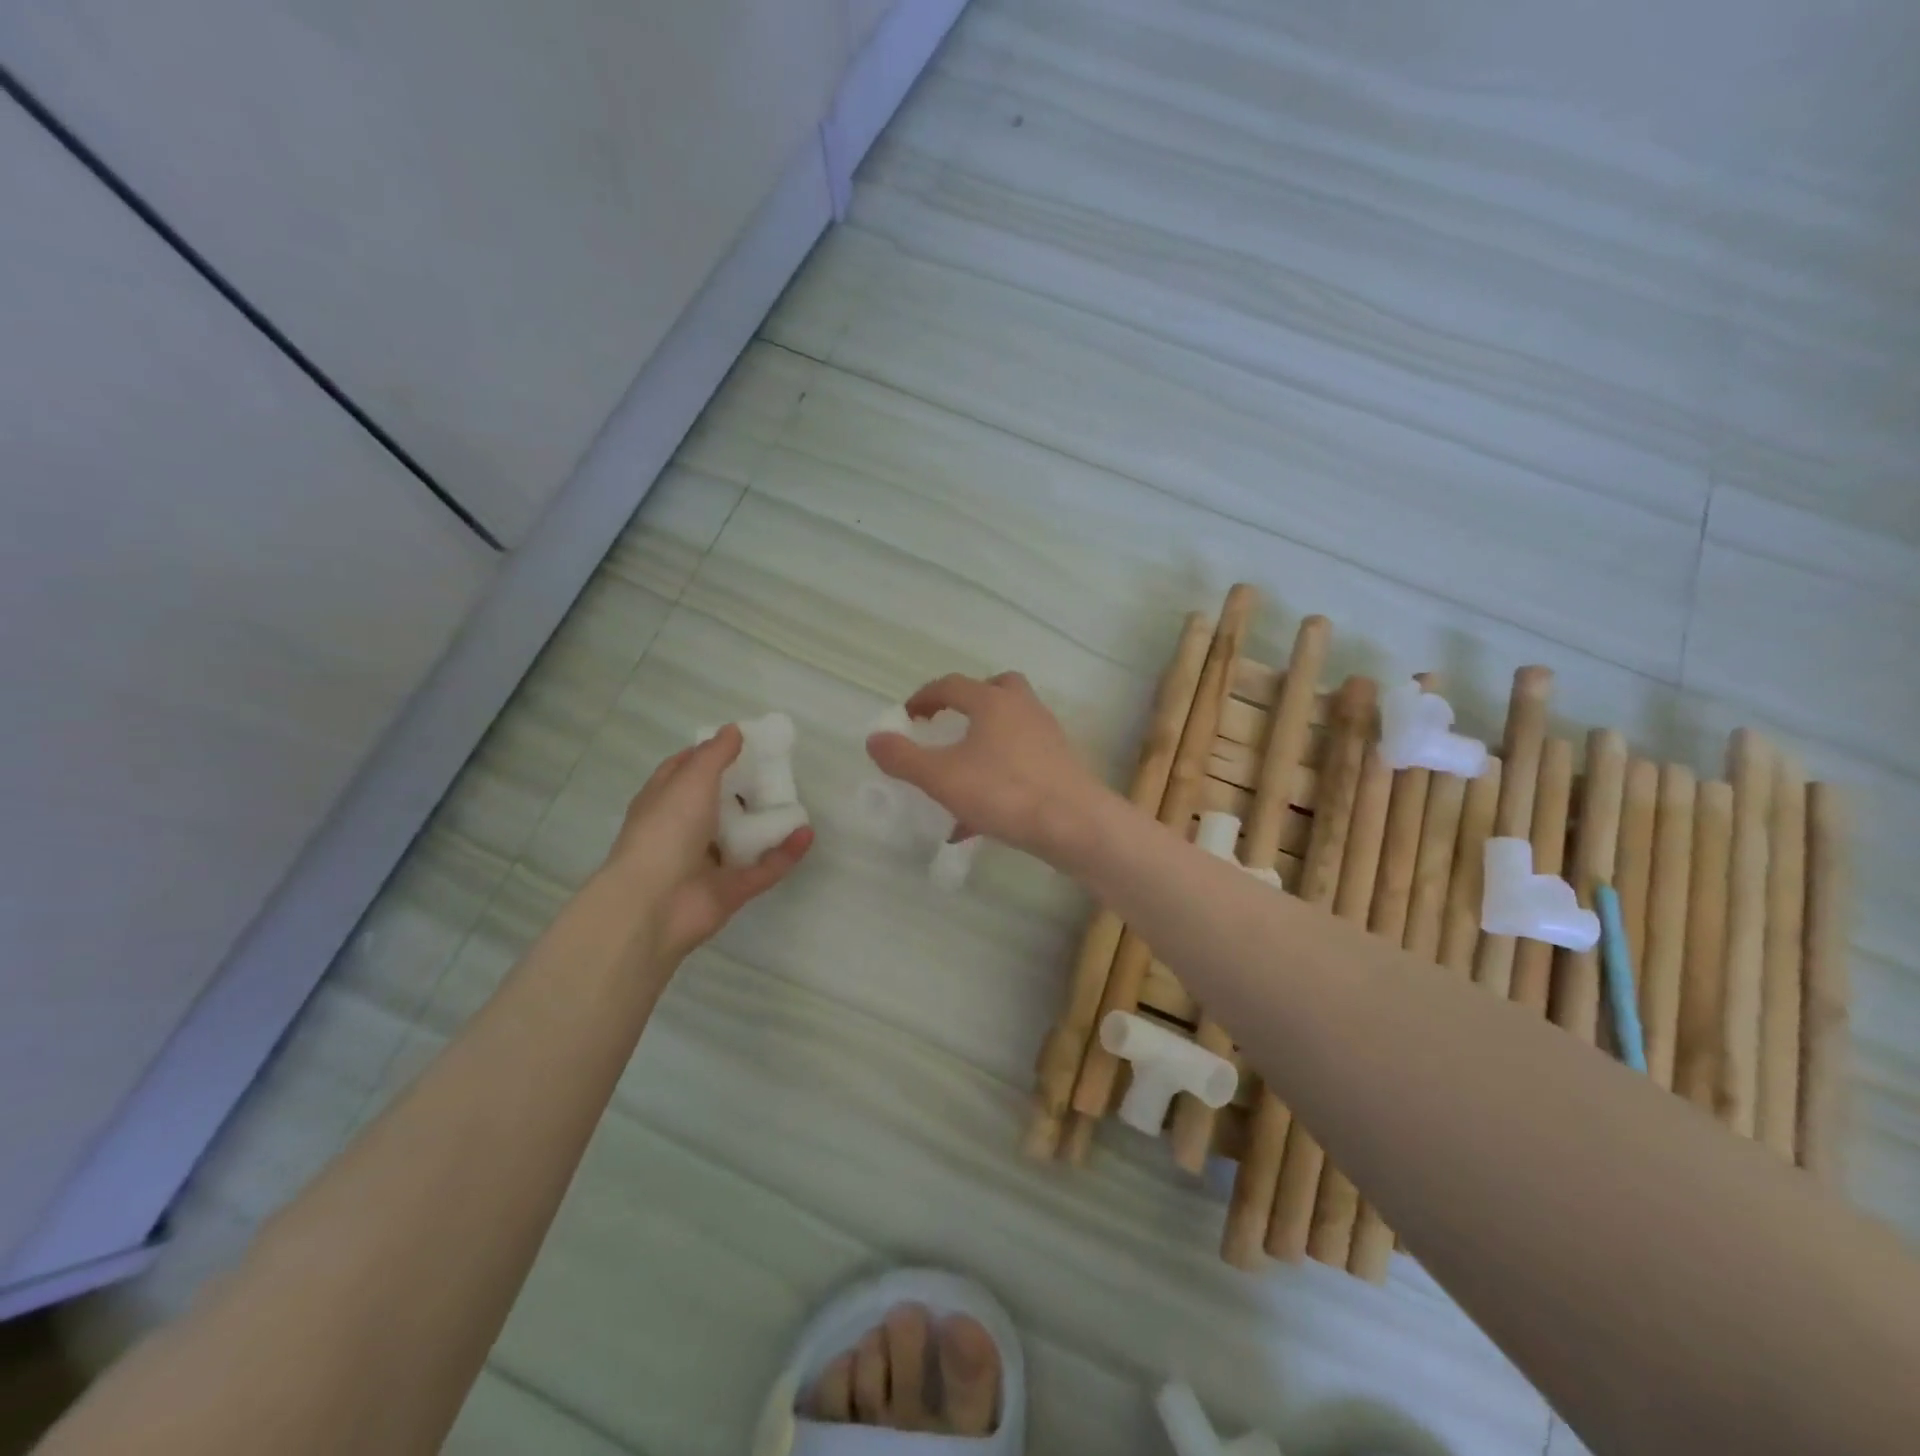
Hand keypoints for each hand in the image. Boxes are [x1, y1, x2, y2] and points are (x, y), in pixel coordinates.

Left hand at [602, 726, 811, 963]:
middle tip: (778, 770)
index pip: (684, 770)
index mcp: (663, 802)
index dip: (709, 754)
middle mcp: (683, 831)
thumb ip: (715, 754)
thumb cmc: (666, 831)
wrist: (654, 905)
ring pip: (743, 838)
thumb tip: (733, 729)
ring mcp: (707, 863)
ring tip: (797, 801)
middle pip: (717, 804)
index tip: (741, 742)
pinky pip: (764, 868)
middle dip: (744, 788)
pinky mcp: (731, 890)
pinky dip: (785, 853)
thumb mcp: (690, 779)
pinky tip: (807, 834)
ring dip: (767, 822)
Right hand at [865, 672, 1108, 861]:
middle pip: (996, 689)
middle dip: (969, 703)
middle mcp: (1023, 710)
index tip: (907, 717)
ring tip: (960, 776)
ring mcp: (1047, 737)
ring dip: (984, 742)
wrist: (1075, 824)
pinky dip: (998, 777)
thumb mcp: (942, 777)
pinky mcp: (1060, 767)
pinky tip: (979, 818)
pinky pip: (1021, 763)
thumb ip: (904, 758)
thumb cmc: (1004, 792)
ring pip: (1011, 727)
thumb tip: (874, 739)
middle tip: (949, 726)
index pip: (952, 685)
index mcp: (992, 702)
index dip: (924, 697)